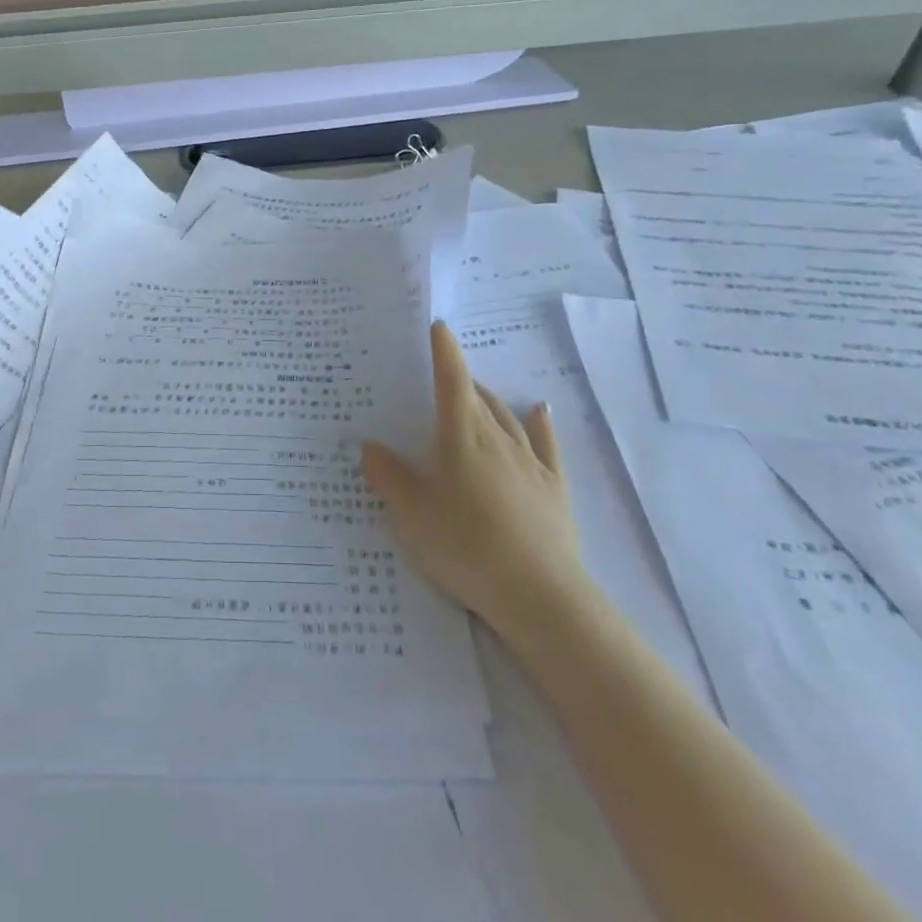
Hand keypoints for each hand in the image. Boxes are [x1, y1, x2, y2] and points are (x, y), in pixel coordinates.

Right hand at [362, 322, 586, 627]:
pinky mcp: (553, 486)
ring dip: (489, 399)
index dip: (444, 352)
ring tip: (475, 393)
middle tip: (440, 377)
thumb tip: (369, 444)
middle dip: (460, 379)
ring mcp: (530, 461)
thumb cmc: (466, 546)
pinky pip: (545, 443)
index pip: (452, 381)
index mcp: (462, 437)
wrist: (539, 594)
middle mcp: (498, 438)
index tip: (438, 326)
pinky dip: (538, 422)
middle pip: (478, 396)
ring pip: (507, 416)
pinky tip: (538, 411)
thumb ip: (389, 477)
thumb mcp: (413, 516)